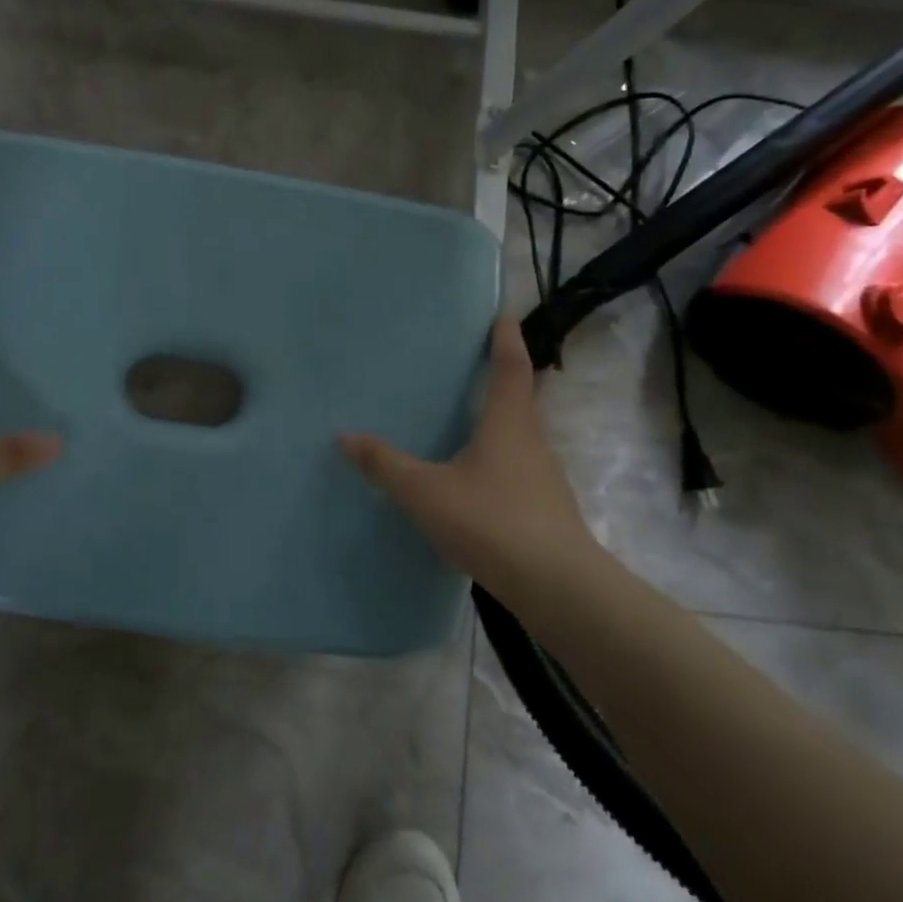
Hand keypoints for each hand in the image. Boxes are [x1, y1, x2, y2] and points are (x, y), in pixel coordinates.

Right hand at [339, 315, 606, 601]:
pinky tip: (470, 477)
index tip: (503, 314)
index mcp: (508, 423)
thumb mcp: (426, 492)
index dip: (507, 339)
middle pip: (518, 398)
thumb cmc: (492, 522)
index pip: (512, 367)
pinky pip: (515, 466)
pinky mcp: (543, 507)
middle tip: (468, 364)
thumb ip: (385, 465)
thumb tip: (345, 436)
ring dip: (496, 420)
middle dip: (499, 377)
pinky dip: (494, 457)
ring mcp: (542, 476)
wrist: (557, 587)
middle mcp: (531, 440)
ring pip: (517, 435)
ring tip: (462, 419)